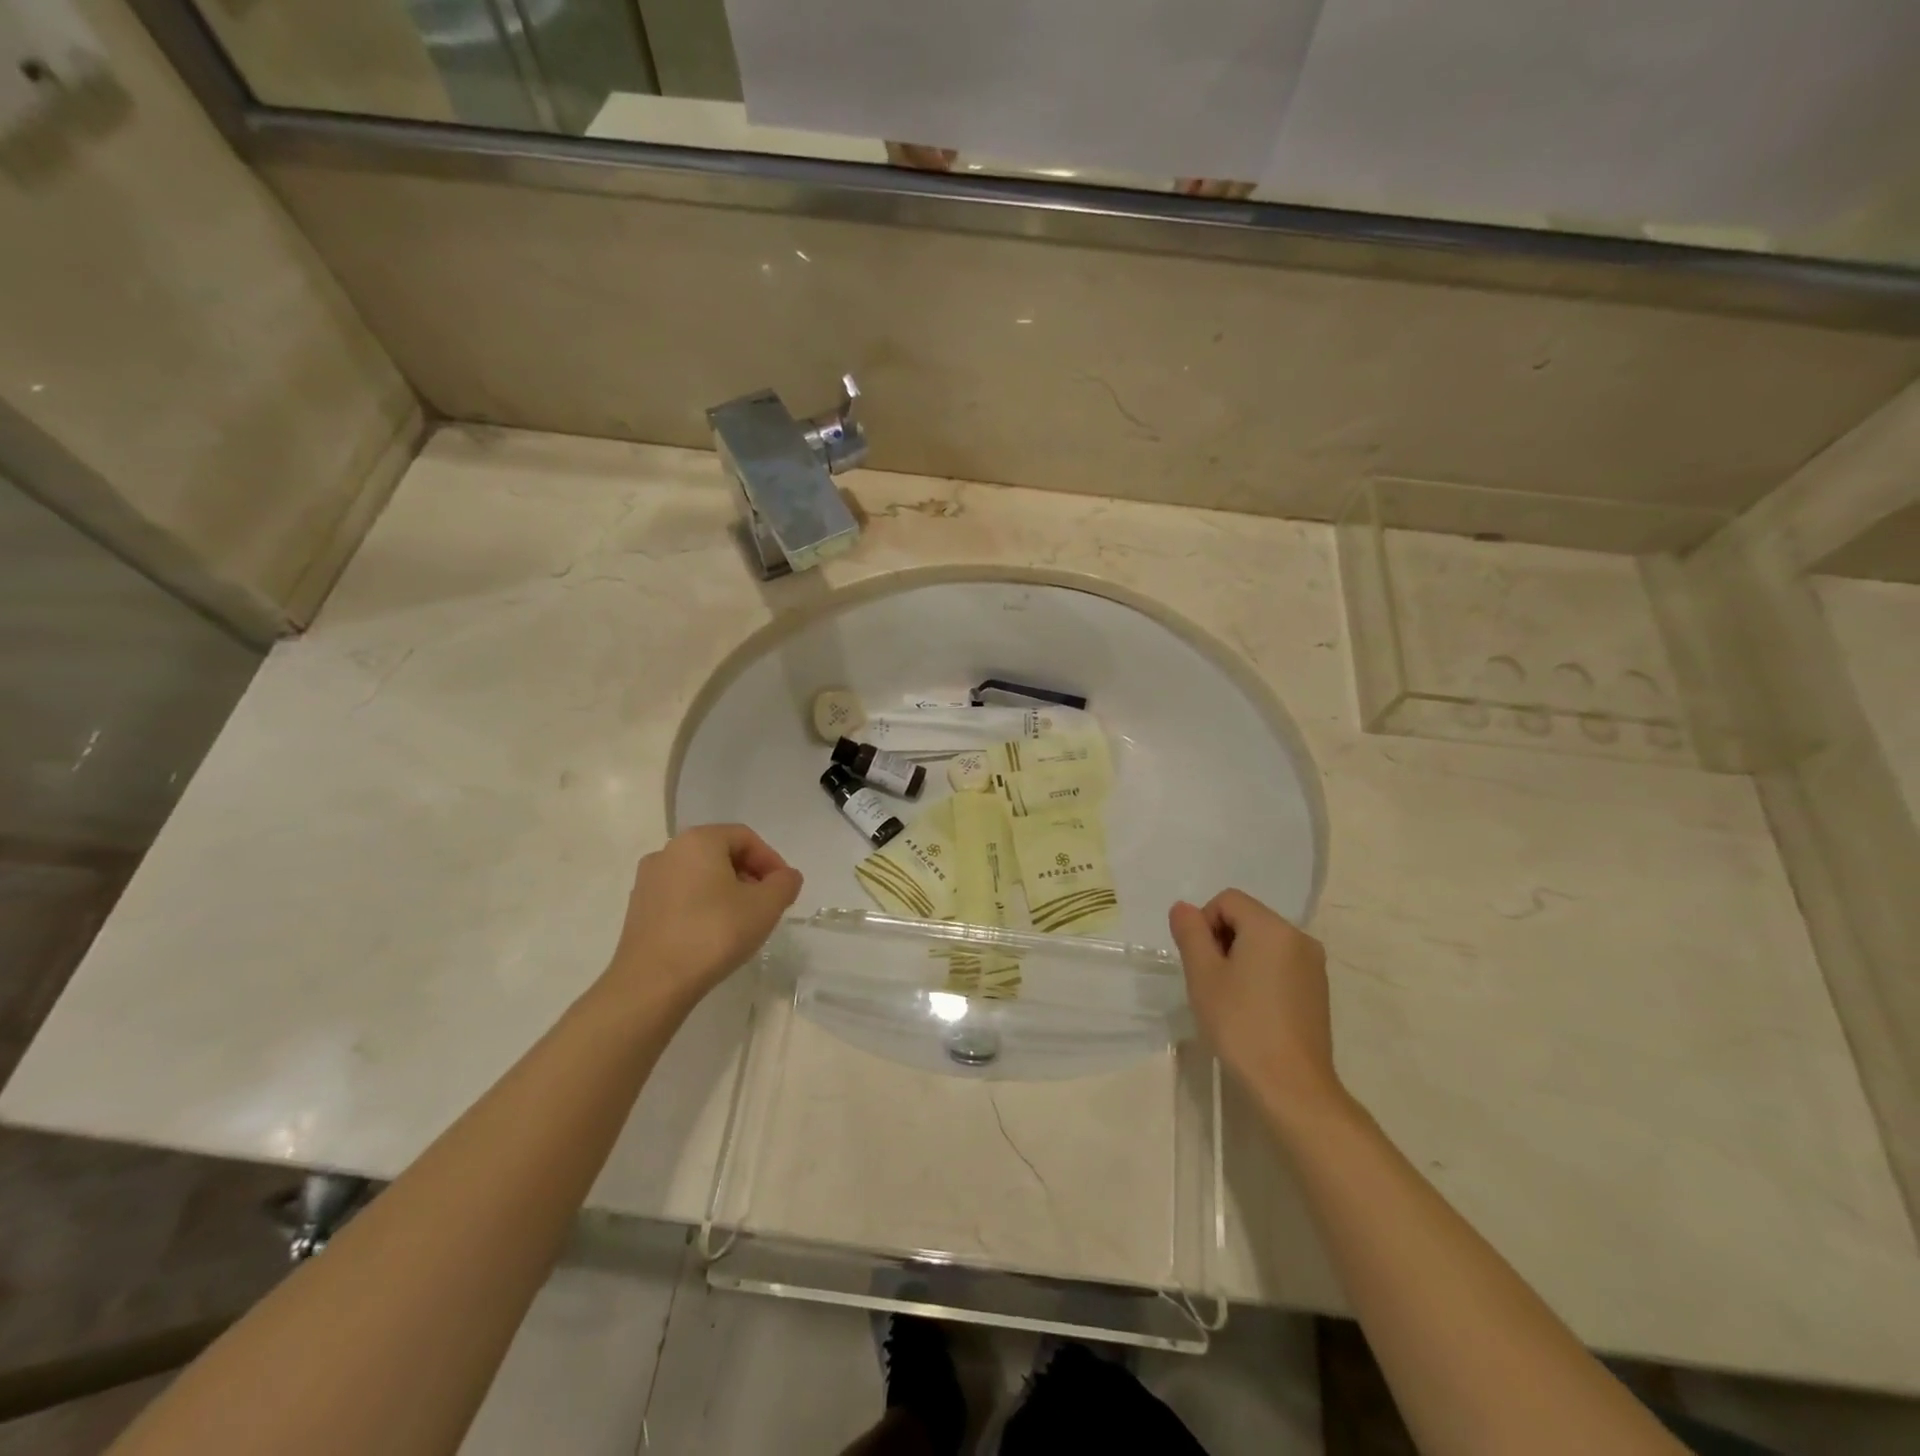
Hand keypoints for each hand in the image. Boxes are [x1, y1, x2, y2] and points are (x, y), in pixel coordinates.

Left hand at [603, 824, 802, 1011]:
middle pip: (721, 854)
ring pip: (700, 876)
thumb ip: (785, 883)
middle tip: (767, 905)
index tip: (784, 889)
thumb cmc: (714, 933)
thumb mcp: (766, 906)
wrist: (652, 983)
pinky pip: (680, 896)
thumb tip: (786, 877)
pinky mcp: (638, 909)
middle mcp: (668, 851)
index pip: (745, 838)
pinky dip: (702, 906)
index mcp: (698, 840)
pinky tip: (713, 934)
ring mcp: (648, 881)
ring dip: (727, 892)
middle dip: (750, 876)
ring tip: (742, 922)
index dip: (771, 861)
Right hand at [1169, 890, 1344, 1122]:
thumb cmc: (1240, 1024)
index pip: (1227, 900)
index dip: (1204, 923)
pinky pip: (1280, 964)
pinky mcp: (1318, 990)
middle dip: (1221, 940)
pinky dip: (1260, 975)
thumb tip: (1183, 908)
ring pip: (1263, 942)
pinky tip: (1252, 1011)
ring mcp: (1313, 965)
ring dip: (1239, 959)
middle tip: (1210, 982)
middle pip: (1247, 918)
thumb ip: (1190, 933)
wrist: (1291, 1087)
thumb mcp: (1203, 975)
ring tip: (1230, 999)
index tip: (1200, 962)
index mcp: (1271, 927)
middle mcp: (1299, 937)